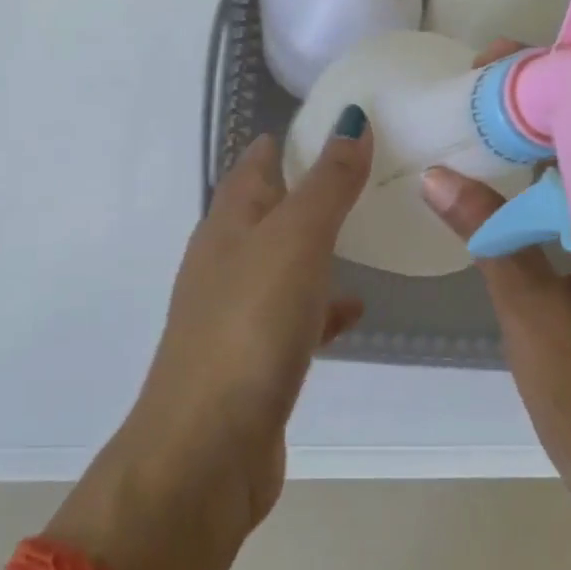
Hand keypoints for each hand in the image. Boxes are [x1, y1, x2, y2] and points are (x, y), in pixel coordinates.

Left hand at [72, 114, 369, 564]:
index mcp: (228, 224)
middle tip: (362, 171)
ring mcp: (237, 312)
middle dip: (308, 188)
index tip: (336, 122)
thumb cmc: (250, 328)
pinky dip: (322, 305)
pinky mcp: (255, 359)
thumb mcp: (296, 241)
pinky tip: (356, 308)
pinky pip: (295, 316)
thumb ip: (328, 183)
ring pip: (282, 262)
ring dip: (315, 245)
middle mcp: (226, 261)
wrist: (206, 450)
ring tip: (364, 230)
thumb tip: (350, 119)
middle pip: (267, 210)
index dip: (288, 140)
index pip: (255, 164)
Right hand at [419, 47, 570, 549]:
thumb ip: (491, 235)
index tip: (494, 62)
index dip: (547, 90)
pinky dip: (569, 197)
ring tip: (493, 128)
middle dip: (546, 116)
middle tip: (482, 92)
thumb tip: (438, 174)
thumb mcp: (533, 315)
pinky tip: (525, 189)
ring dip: (555, 156)